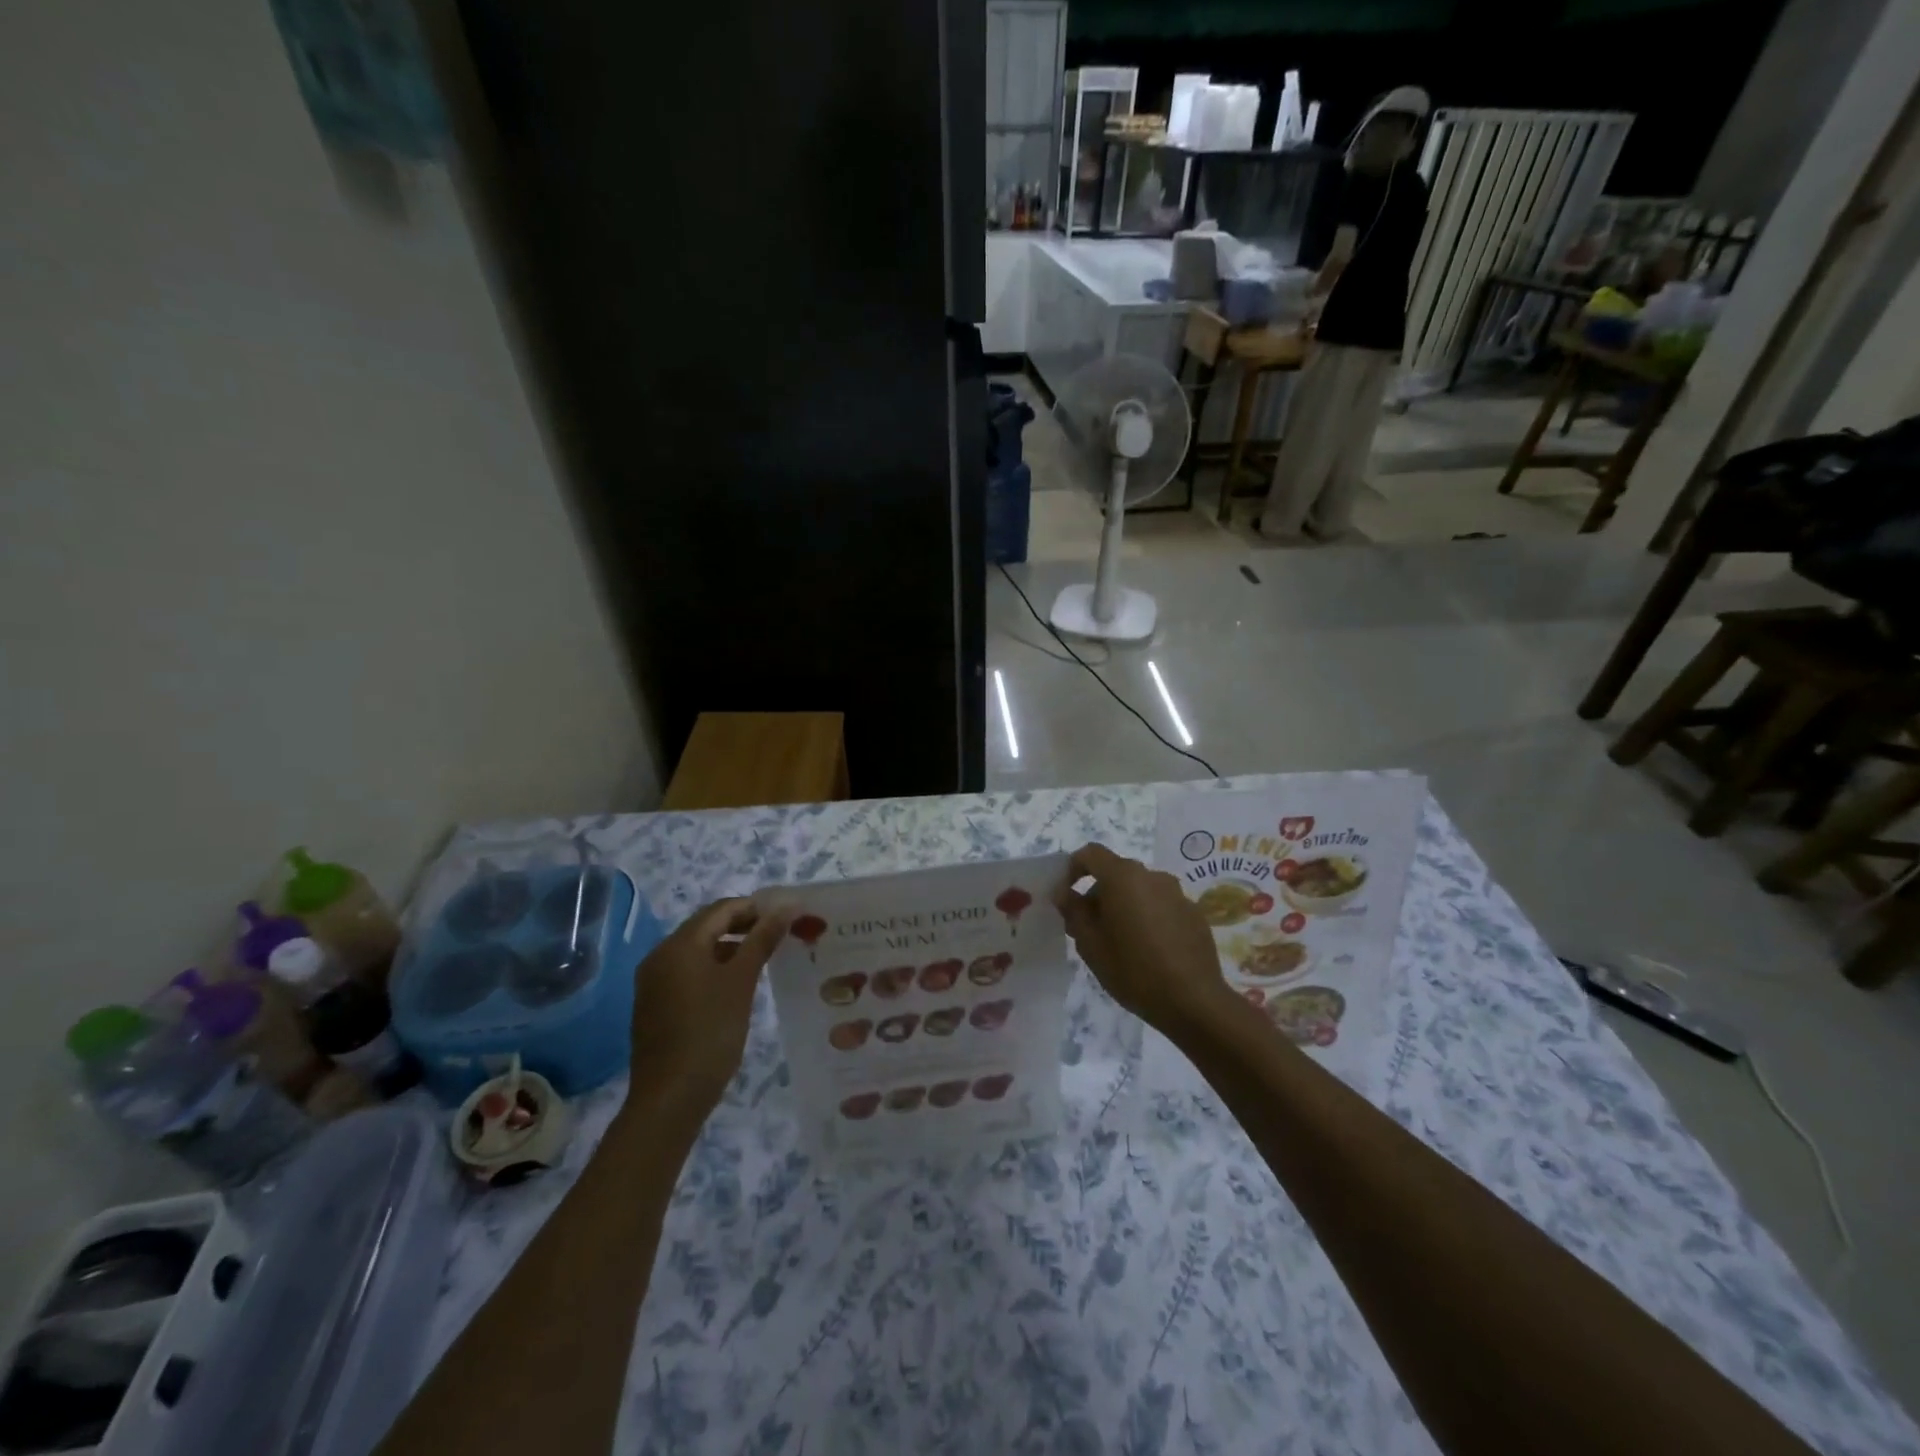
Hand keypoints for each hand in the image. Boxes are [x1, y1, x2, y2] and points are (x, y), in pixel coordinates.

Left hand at [621, 899, 788, 1135]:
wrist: (670, 1098)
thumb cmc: (710, 1032)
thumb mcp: (742, 981)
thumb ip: (763, 939)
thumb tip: (786, 907)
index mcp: (679, 944)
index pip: (721, 909)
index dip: (756, 907)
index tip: (787, 916)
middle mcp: (660, 955)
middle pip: (707, 926)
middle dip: (744, 926)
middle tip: (780, 935)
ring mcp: (654, 982)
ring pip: (698, 950)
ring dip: (731, 948)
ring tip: (765, 958)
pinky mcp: (655, 1004)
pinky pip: (689, 972)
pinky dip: (714, 968)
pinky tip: (737, 985)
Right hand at [1055, 844, 1238, 1038]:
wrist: (1194, 1001)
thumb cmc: (1133, 970)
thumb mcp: (1090, 944)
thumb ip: (1074, 911)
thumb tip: (1065, 893)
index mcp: (1123, 877)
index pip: (1091, 854)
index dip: (1072, 869)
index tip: (1066, 897)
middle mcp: (1152, 876)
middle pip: (1116, 873)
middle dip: (1098, 894)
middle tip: (1089, 929)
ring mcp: (1177, 894)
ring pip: (1140, 890)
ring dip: (1124, 906)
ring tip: (1120, 942)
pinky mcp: (1194, 914)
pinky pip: (1161, 906)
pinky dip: (1148, 918)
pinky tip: (1149, 951)